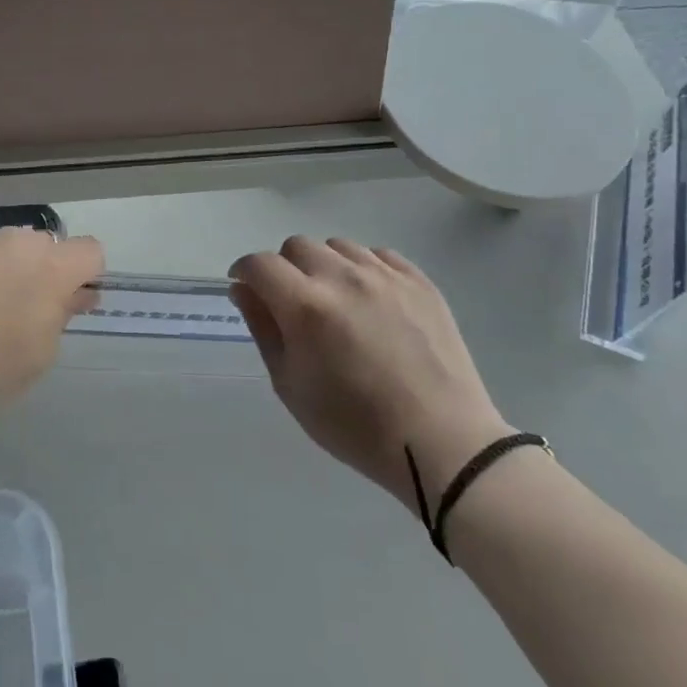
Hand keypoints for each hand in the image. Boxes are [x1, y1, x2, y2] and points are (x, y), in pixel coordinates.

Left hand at [0, 227, 105, 415]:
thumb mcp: (36, 358)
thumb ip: (60, 319)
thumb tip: (71, 296)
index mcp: (51, 267)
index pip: (90, 251)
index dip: (85, 276)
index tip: (66, 305)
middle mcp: (16, 239)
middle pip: (43, 247)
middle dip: (38, 273)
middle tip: (15, 315)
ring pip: (1, 247)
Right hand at [229, 237, 509, 511]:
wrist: (441, 441)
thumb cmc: (354, 425)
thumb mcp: (291, 386)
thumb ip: (263, 329)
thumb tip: (244, 290)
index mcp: (306, 305)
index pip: (260, 264)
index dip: (244, 272)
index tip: (245, 288)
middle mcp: (343, 277)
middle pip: (297, 246)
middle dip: (284, 268)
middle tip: (292, 302)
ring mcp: (385, 275)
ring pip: (338, 246)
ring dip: (324, 265)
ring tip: (335, 301)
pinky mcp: (419, 280)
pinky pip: (378, 255)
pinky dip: (363, 268)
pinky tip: (370, 300)